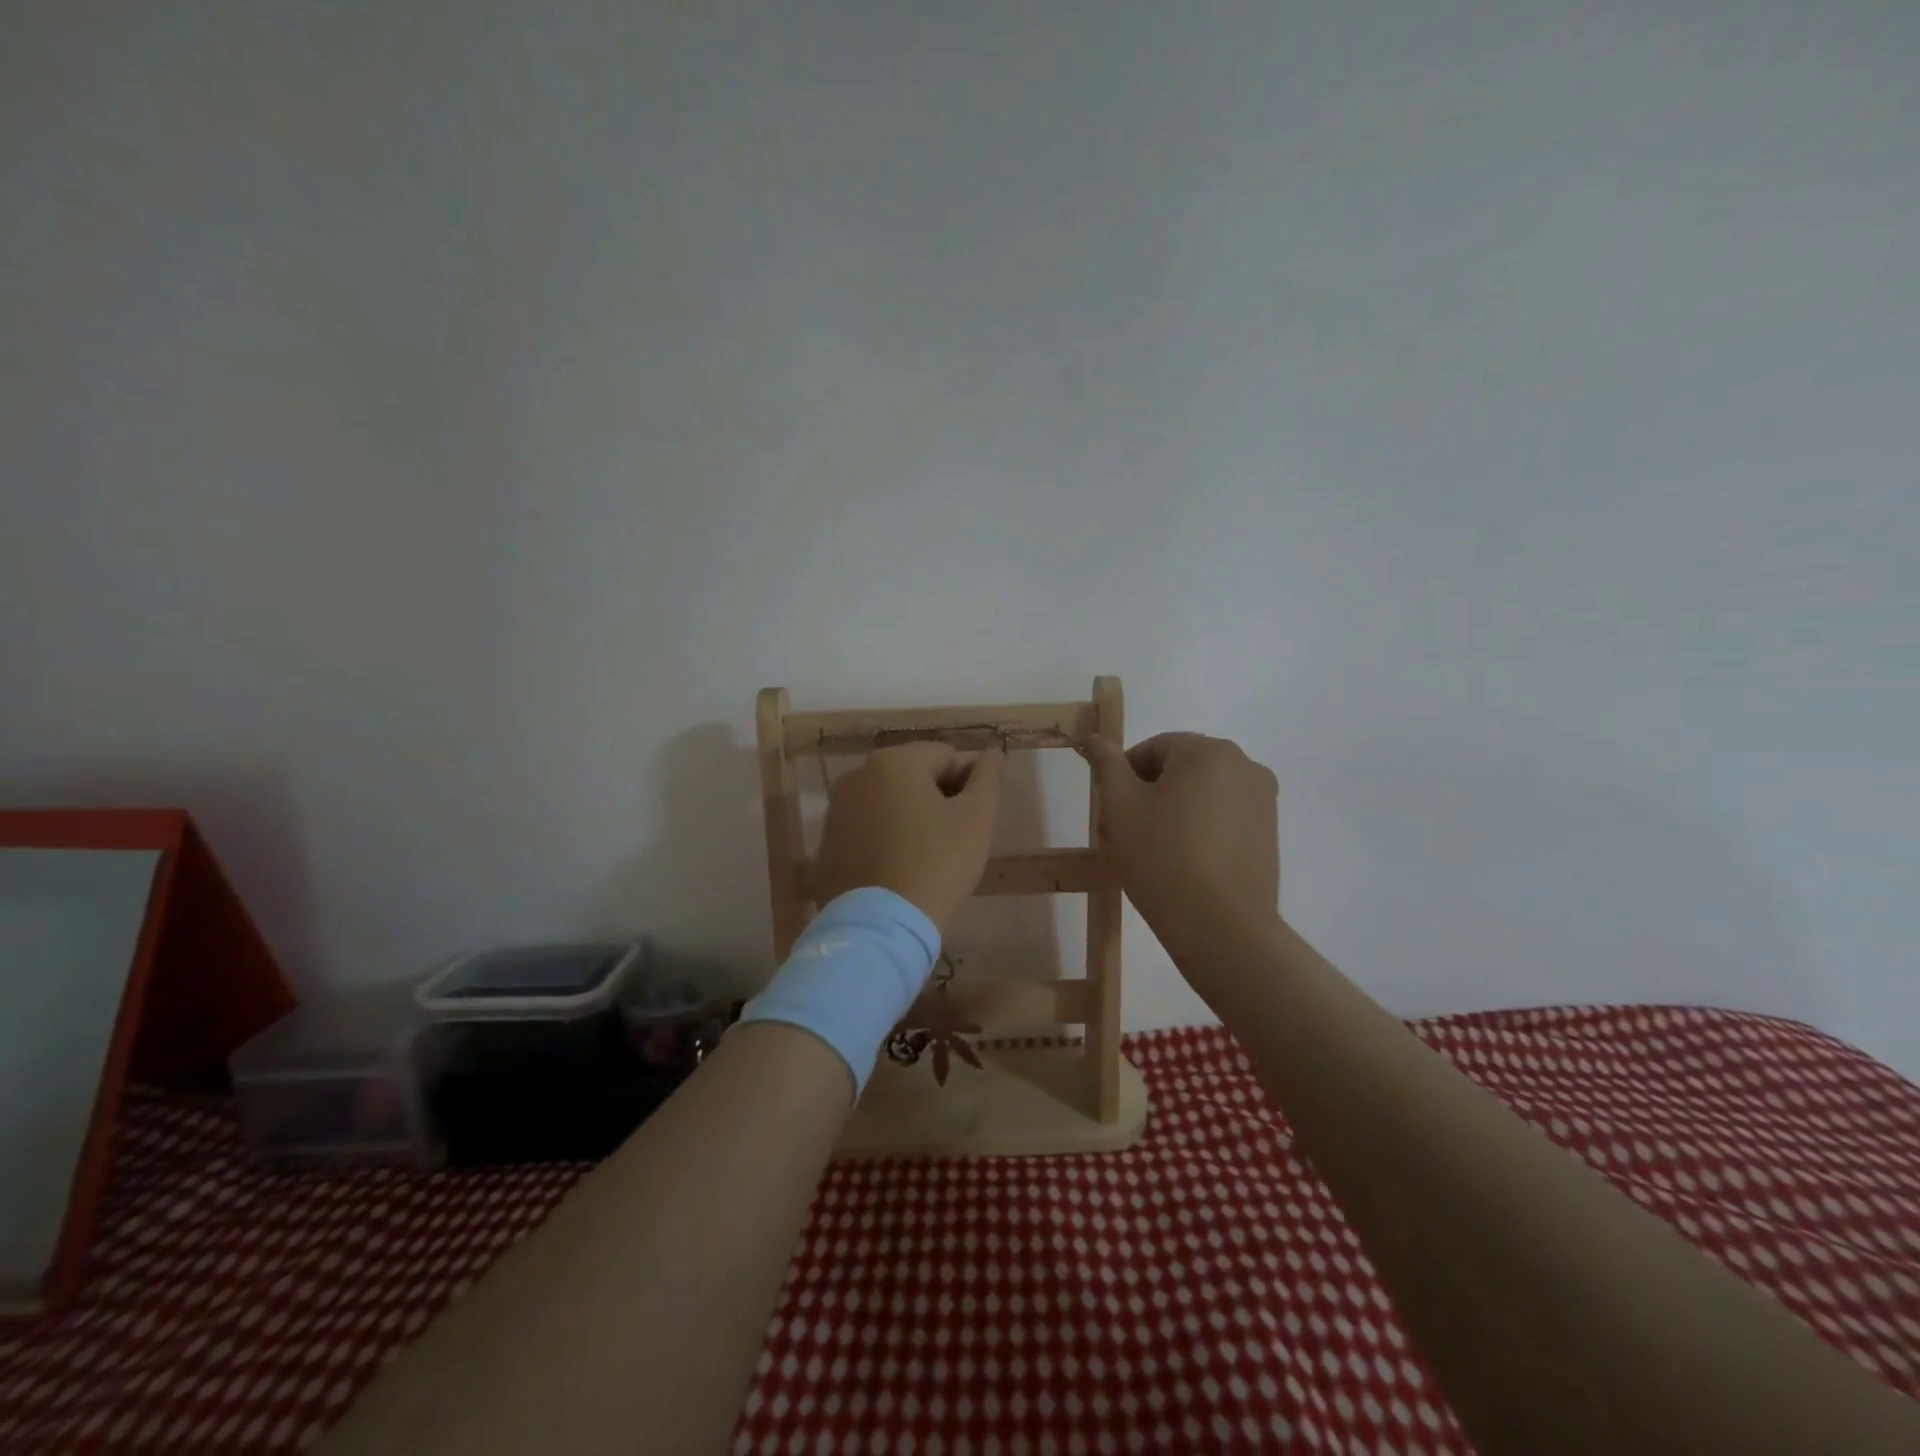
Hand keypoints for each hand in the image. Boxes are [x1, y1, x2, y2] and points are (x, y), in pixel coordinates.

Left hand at [813, 743, 1003, 929]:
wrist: (881, 924)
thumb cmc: (937, 864)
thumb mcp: (976, 818)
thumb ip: (987, 777)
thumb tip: (990, 753)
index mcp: (895, 761)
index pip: (946, 755)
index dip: (968, 781)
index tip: (977, 815)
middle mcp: (858, 774)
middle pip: (912, 773)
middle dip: (937, 795)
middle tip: (956, 834)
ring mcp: (837, 808)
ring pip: (887, 799)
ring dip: (910, 814)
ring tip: (928, 852)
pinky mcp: (827, 841)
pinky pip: (866, 826)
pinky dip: (885, 835)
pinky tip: (900, 865)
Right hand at [1084, 732, 1279, 951]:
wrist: (1221, 928)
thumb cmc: (1163, 857)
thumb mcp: (1121, 806)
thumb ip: (1106, 764)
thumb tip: (1094, 737)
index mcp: (1209, 751)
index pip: (1153, 749)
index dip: (1123, 777)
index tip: (1110, 813)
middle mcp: (1244, 766)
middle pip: (1179, 770)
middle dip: (1146, 796)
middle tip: (1123, 835)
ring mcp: (1262, 801)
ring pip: (1200, 796)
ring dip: (1171, 814)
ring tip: (1150, 854)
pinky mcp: (1269, 834)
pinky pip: (1222, 819)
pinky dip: (1198, 831)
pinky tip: (1181, 865)